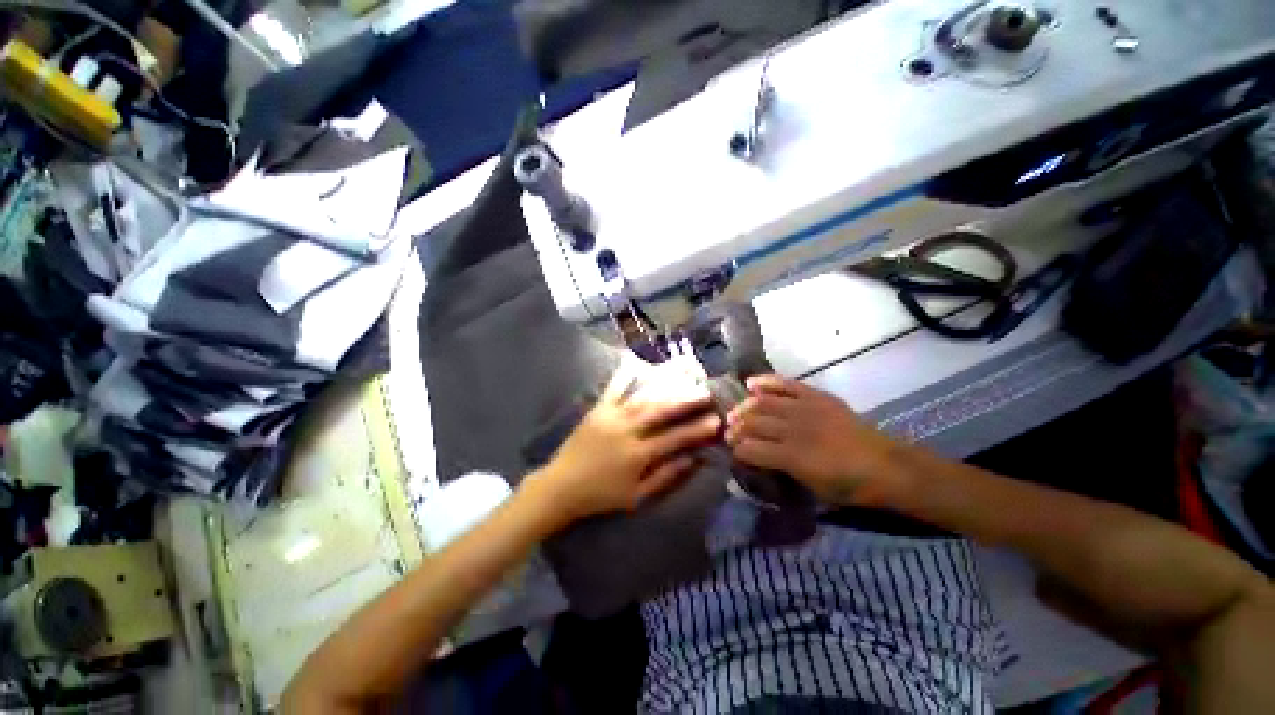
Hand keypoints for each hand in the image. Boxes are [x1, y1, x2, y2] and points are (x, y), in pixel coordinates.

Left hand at [526, 365, 720, 524]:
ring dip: (666, 390)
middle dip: (685, 401)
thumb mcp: (637, 496)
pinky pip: (614, 389)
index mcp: (637, 454)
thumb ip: (665, 476)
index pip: (674, 438)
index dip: (696, 429)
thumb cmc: (601, 495)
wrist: (561, 486)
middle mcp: (626, 430)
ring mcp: (610, 416)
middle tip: (705, 393)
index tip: (715, 420)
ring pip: (643, 399)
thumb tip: (692, 459)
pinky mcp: (597, 409)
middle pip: (661, 412)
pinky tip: (635, 363)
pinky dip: (625, 376)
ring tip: (684, 381)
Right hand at [724, 375, 904, 506]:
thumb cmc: (849, 487)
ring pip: (763, 402)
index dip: (737, 450)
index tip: (732, 451)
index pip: (751, 449)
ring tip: (735, 412)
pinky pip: (785, 384)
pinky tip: (750, 384)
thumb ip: (780, 471)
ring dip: (744, 407)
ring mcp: (805, 408)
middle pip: (753, 423)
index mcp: (793, 457)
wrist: (887, 467)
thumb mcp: (811, 489)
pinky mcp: (816, 396)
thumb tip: (757, 459)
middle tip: (728, 432)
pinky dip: (765, 382)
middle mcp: (795, 429)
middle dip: (735, 428)